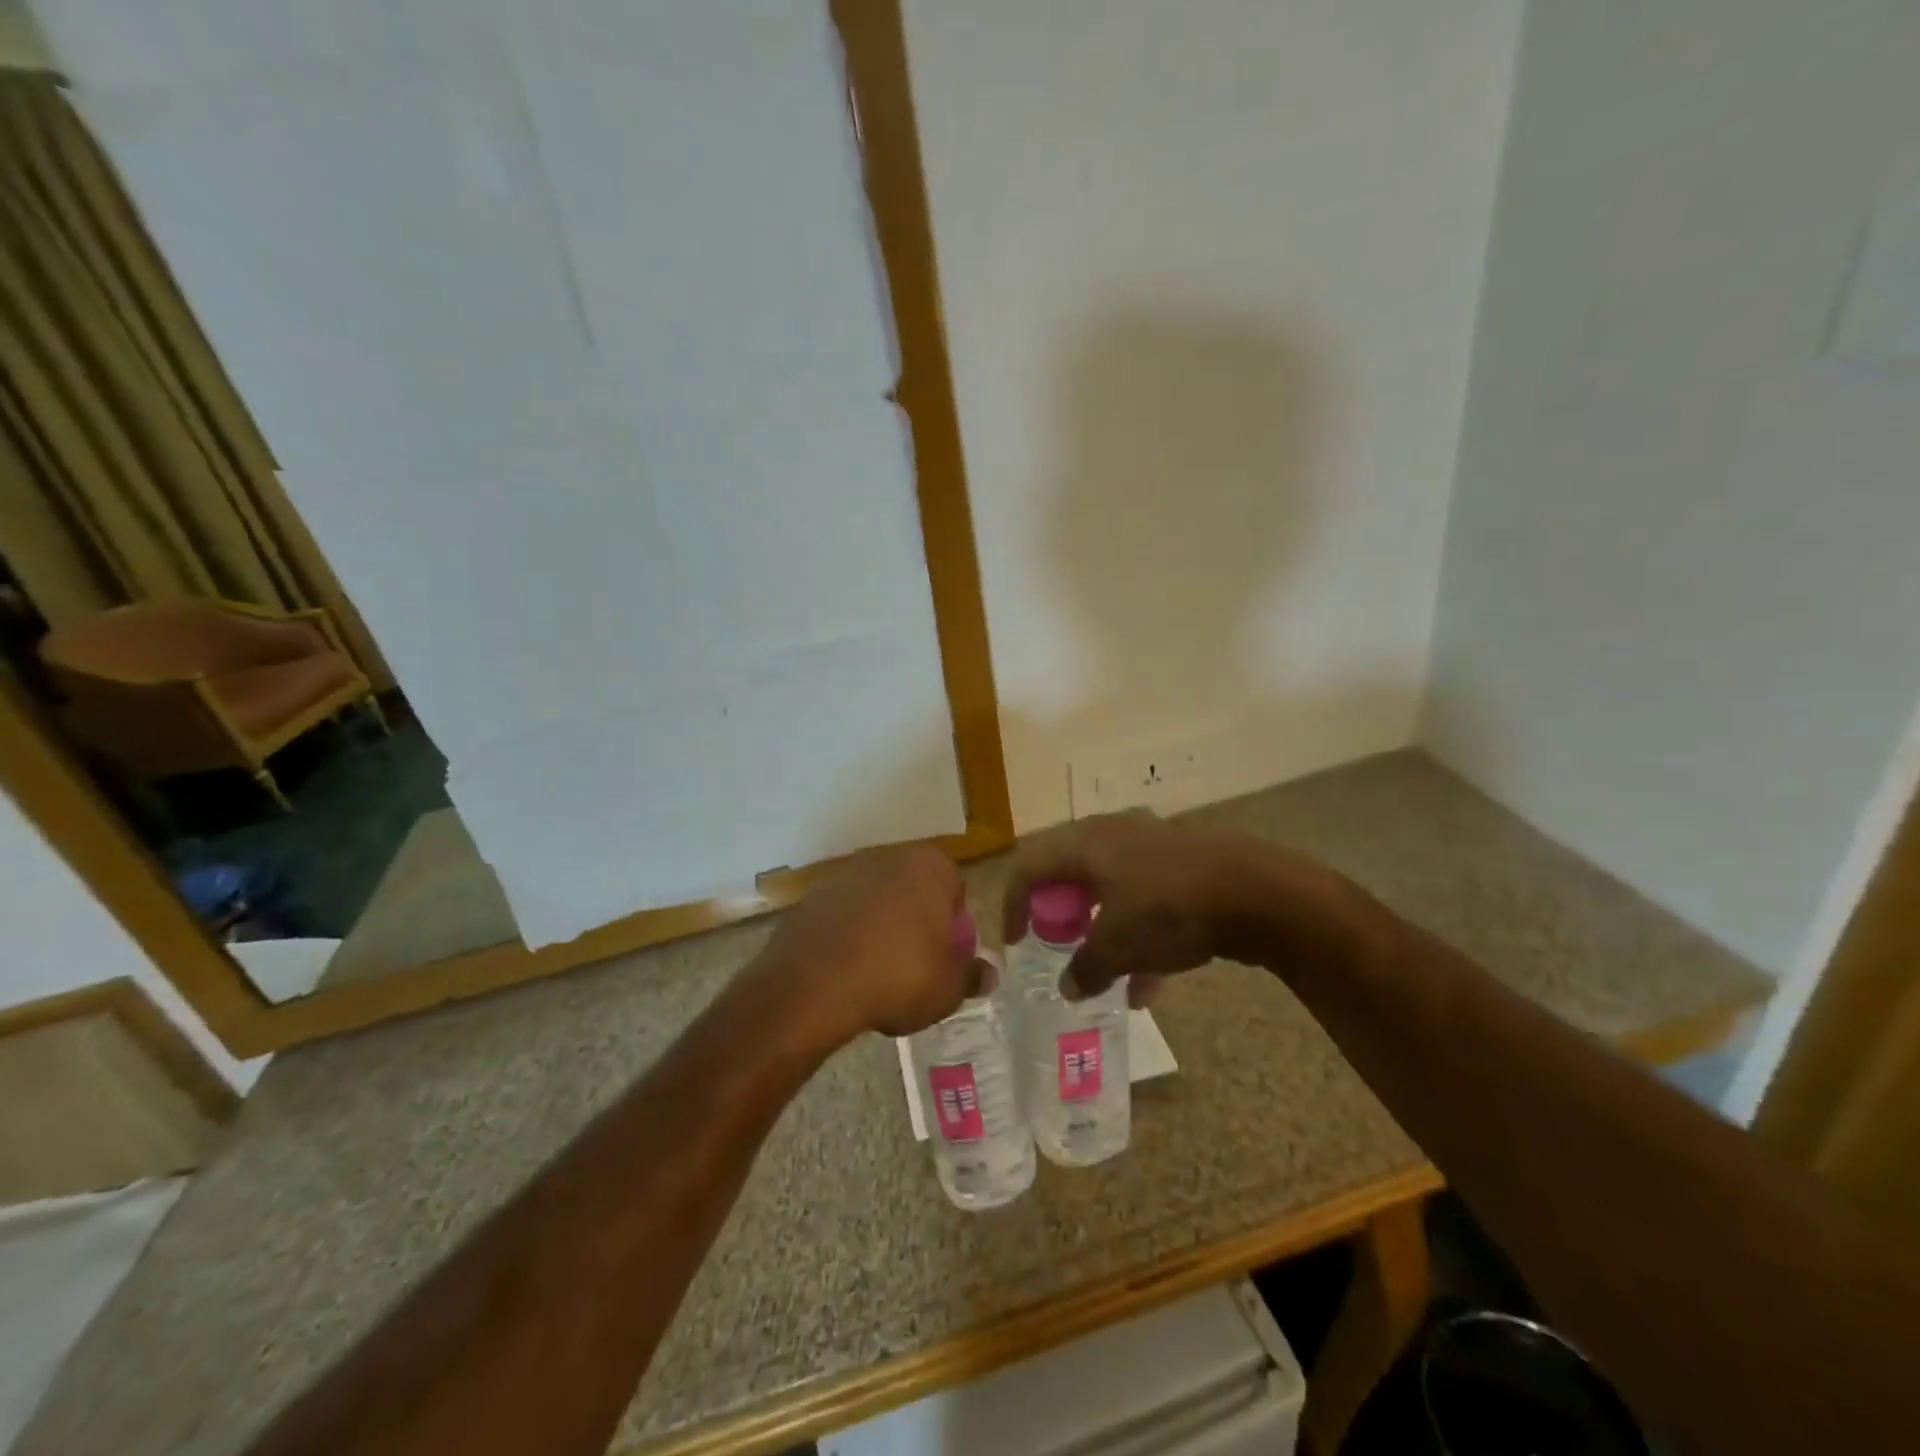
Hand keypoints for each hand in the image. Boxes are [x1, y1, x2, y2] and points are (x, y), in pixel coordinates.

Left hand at [758, 846, 969, 1042]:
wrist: (814, 984)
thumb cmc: (898, 977)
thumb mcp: (948, 988)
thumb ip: (971, 975)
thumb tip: (987, 973)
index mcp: (930, 867)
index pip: (955, 890)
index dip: (954, 927)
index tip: (945, 958)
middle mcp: (889, 857)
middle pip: (914, 890)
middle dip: (917, 921)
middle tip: (916, 966)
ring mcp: (847, 873)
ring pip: (877, 900)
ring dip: (881, 927)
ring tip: (878, 972)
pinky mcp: (813, 894)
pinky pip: (844, 914)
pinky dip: (849, 934)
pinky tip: (846, 969)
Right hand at [1002, 812, 1355, 1005]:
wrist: (1257, 891)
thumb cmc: (1169, 910)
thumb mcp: (1118, 946)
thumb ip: (1085, 968)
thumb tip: (1069, 986)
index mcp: (1086, 844)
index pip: (1030, 866)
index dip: (1014, 904)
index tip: (1016, 942)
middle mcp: (1114, 836)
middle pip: (1071, 876)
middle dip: (1063, 918)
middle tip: (1060, 948)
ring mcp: (1153, 848)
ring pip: (1113, 893)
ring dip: (1105, 935)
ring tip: (1111, 981)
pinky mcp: (1186, 865)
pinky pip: (1148, 900)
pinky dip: (1141, 936)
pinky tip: (1154, 983)